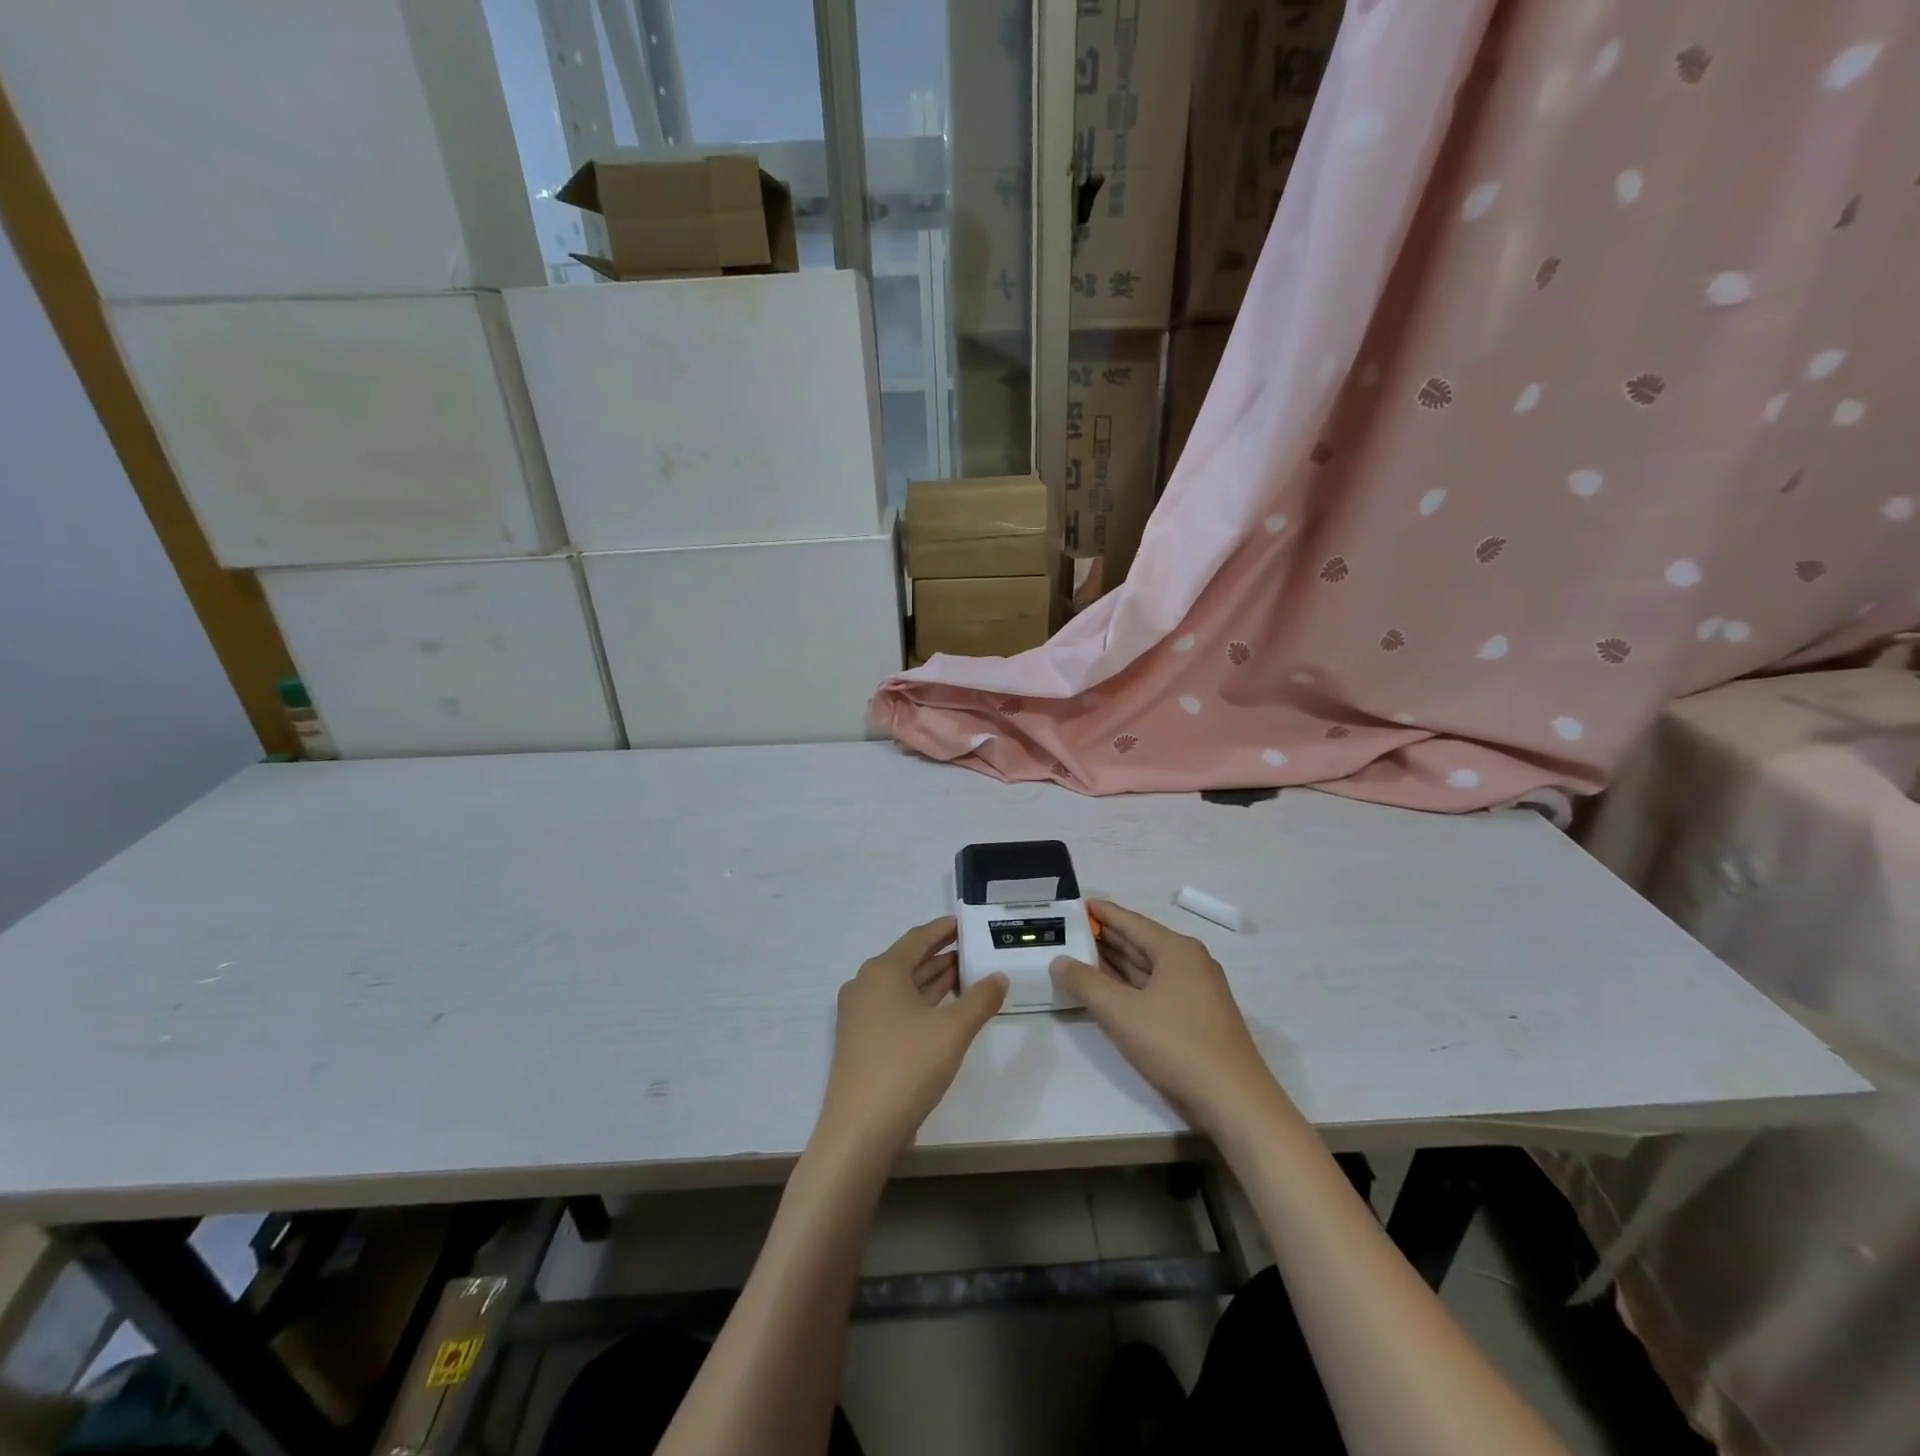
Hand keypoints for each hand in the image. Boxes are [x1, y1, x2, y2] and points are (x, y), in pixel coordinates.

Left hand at [817, 917, 1007, 1158]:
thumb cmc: (907, 1067)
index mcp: (883, 971)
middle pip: (909, 961)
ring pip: (903, 987)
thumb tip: (999, 977)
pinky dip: (921, 1004)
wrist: (859, 1130)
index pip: (918, 938)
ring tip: (967, 977)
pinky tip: (944, 1013)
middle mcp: (866, 985)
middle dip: (942, 956)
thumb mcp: (953, 1030)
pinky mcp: (861, 1041)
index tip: (966, 923)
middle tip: (975, 952)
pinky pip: (896, 1008)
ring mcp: (860, 1015)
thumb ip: (980, 999)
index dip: (944, 929)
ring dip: (933, 981)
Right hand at [1051, 900, 1289, 1133]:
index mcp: (1177, 950)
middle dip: (1106, 937)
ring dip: (1116, 963)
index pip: (1132, 922)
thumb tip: (1059, 960)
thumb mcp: (1121, 1012)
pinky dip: (1130, 986)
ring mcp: (1197, 991)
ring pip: (1149, 968)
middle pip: (1141, 942)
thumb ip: (1085, 983)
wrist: (1235, 1102)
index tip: (1077, 904)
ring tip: (1081, 955)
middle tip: (1071, 930)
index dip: (1103, 913)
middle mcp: (1190, 963)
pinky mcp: (1197, 1017)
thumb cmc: (1176, 1045)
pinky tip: (1110, 991)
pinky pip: (1156, 989)